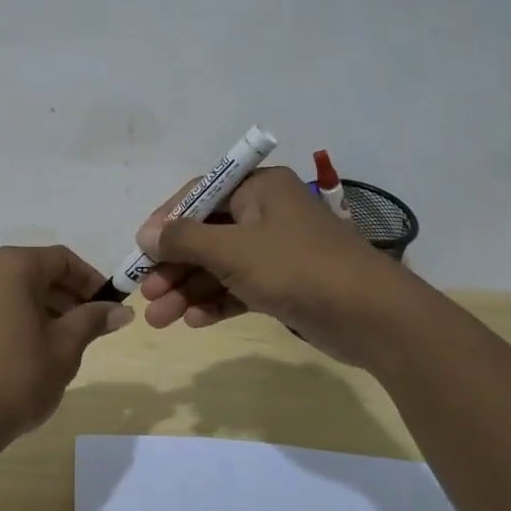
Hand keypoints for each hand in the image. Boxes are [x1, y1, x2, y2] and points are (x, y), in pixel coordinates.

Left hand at [0, 245, 133, 460]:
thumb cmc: (15, 378)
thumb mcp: (64, 348)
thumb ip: (92, 320)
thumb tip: (121, 310)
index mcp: (10, 265)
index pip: (62, 260)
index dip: (92, 281)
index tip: (110, 308)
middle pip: (35, 272)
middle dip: (67, 296)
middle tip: (91, 328)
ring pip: (12, 290)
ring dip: (42, 308)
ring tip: (64, 343)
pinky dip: (15, 317)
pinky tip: (29, 350)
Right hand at [135, 166, 405, 364]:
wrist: (371, 316)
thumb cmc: (297, 268)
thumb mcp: (233, 250)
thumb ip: (185, 240)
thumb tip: (146, 233)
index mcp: (259, 188)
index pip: (199, 195)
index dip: (165, 222)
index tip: (139, 250)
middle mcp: (266, 212)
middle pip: (207, 235)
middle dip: (174, 266)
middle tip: (145, 293)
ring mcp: (277, 250)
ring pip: (220, 265)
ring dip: (189, 290)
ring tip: (159, 319)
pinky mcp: (285, 283)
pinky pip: (240, 287)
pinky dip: (216, 301)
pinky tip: (194, 321)